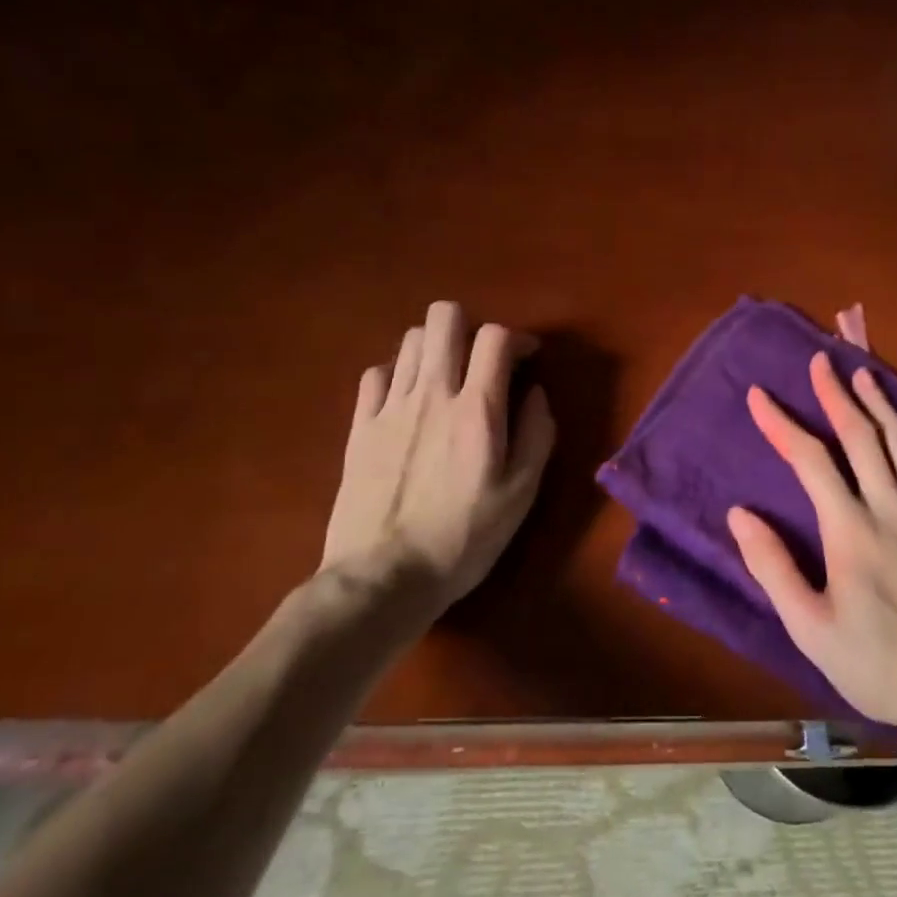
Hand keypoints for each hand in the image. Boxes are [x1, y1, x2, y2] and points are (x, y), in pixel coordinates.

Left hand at [323, 301, 555, 610]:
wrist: (383, 577)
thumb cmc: (464, 538)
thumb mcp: (522, 494)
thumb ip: (537, 435)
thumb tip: (535, 394)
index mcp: (477, 409)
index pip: (495, 337)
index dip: (517, 338)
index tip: (527, 359)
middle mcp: (432, 393)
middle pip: (444, 319)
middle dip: (469, 326)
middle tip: (481, 359)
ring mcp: (390, 406)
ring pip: (410, 340)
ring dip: (436, 347)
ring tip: (447, 377)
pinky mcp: (359, 426)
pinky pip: (377, 372)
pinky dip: (398, 372)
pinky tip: (408, 397)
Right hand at [728, 352, 896, 731]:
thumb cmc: (877, 663)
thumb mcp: (809, 627)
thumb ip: (772, 566)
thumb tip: (739, 514)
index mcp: (850, 530)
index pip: (810, 461)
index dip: (782, 424)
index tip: (760, 395)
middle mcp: (892, 508)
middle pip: (862, 438)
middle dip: (837, 395)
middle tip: (821, 361)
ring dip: (884, 406)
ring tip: (866, 375)